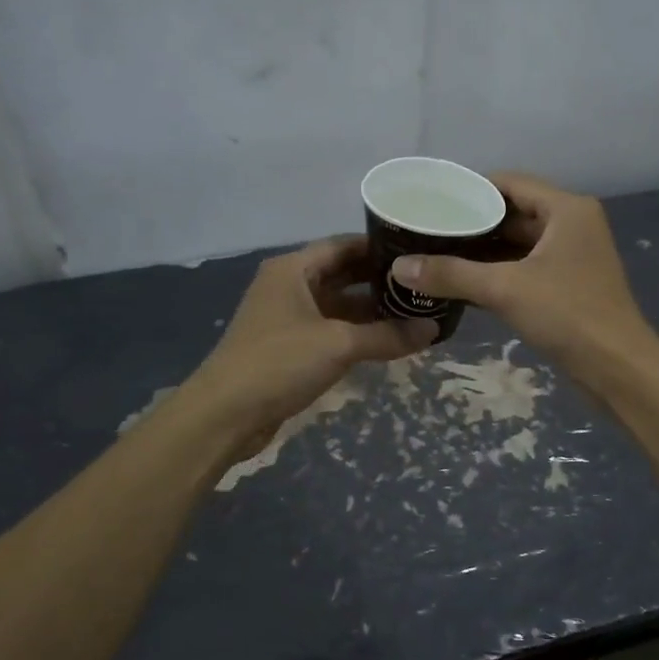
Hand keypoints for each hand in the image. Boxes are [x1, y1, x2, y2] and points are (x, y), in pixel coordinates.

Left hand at [181, 236, 436, 457]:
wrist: (225, 414)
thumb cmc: (279, 363)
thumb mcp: (339, 344)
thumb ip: (387, 335)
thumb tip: (433, 328)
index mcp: (293, 269)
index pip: (344, 245)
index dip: (380, 248)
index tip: (418, 253)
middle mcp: (289, 286)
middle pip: (342, 274)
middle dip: (380, 281)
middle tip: (422, 285)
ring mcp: (287, 318)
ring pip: (337, 305)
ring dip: (371, 311)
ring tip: (414, 312)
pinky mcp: (288, 347)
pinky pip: (330, 331)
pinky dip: (356, 333)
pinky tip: (387, 341)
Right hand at [390, 173, 657, 381]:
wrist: (618, 368)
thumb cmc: (568, 315)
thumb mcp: (505, 289)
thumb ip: (451, 274)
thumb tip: (399, 267)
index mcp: (566, 209)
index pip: (510, 183)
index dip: (470, 190)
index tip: (432, 201)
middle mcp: (571, 224)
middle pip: (513, 212)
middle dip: (471, 223)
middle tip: (427, 230)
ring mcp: (571, 256)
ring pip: (518, 243)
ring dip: (481, 251)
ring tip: (436, 254)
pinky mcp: (567, 284)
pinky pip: (525, 267)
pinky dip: (496, 272)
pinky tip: (461, 282)